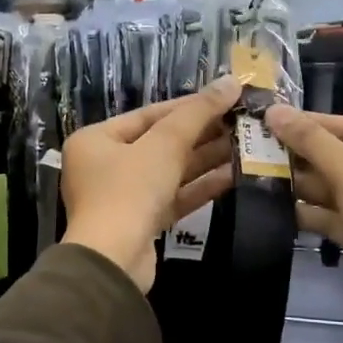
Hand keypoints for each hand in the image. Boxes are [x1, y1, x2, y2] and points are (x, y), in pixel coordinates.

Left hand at [61, 77, 240, 292]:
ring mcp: (123, 197)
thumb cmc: (130, 191)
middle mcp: (104, 166)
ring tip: (246, 144)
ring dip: (206, 159)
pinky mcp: (142, 223)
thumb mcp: (164, 145)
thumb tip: (231, 81)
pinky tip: (234, 175)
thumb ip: (197, 113)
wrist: (113, 261)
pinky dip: (200, 186)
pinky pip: (174, 196)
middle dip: (201, 133)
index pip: (148, 115)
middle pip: (160, 143)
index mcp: (96, 140)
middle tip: (241, 122)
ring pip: (170, 171)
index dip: (189, 106)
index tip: (225, 98)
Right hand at [265, 107, 342, 326]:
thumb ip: (313, 143)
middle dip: (301, 156)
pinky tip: (275, 207)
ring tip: (257, 175)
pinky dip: (311, 211)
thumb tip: (274, 110)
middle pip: (342, 156)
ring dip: (301, 184)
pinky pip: (337, 214)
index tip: (266, 118)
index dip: (308, 123)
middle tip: (255, 148)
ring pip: (337, 186)